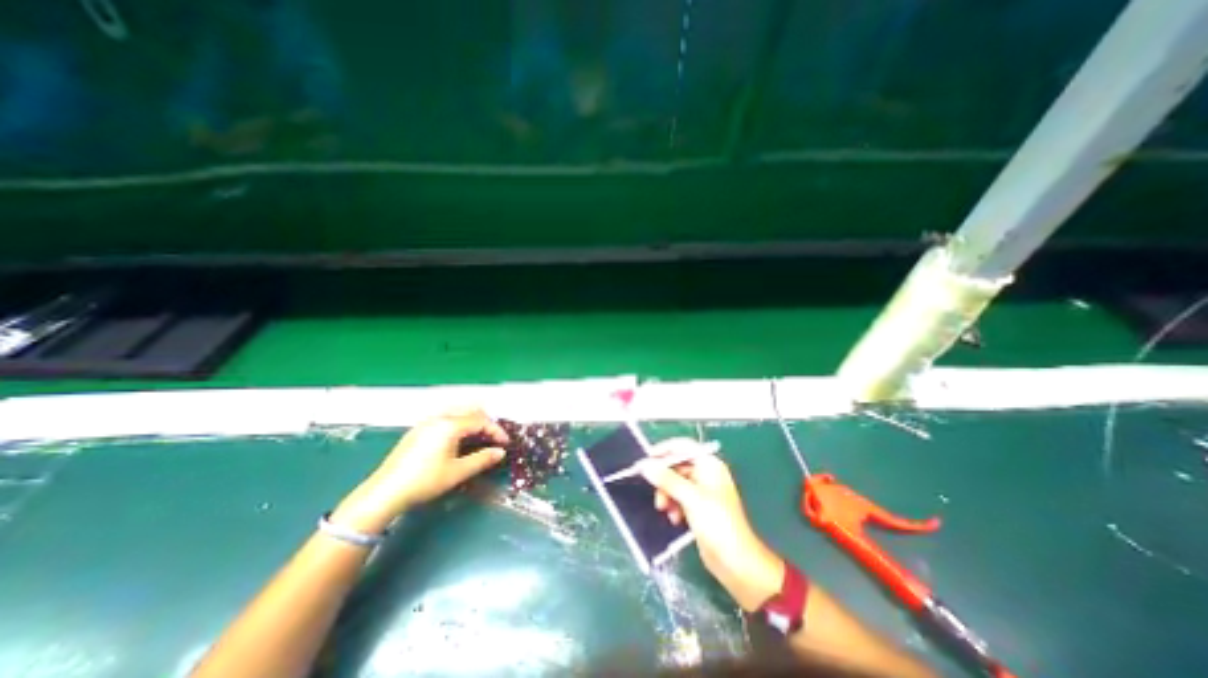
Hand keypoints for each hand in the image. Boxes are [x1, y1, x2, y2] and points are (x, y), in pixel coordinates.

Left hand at [328, 409, 506, 535]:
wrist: (385, 492)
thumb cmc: (424, 481)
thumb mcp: (457, 472)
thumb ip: (482, 459)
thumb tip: (501, 452)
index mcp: (450, 425)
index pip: (481, 421)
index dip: (496, 431)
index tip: (505, 443)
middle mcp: (439, 418)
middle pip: (470, 411)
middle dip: (486, 421)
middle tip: (494, 437)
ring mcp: (426, 422)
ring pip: (457, 412)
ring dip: (472, 420)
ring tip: (479, 436)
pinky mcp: (418, 430)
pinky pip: (445, 417)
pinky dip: (458, 423)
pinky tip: (458, 439)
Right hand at [642, 441, 784, 611]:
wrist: (736, 562)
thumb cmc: (717, 523)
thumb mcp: (690, 498)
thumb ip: (666, 479)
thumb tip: (645, 464)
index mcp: (709, 465)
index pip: (683, 447)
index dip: (664, 450)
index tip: (646, 460)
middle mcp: (706, 474)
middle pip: (677, 466)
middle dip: (664, 478)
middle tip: (654, 491)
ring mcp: (703, 491)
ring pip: (676, 483)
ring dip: (667, 494)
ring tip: (664, 509)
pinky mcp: (699, 508)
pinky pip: (679, 498)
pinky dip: (674, 505)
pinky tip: (674, 519)